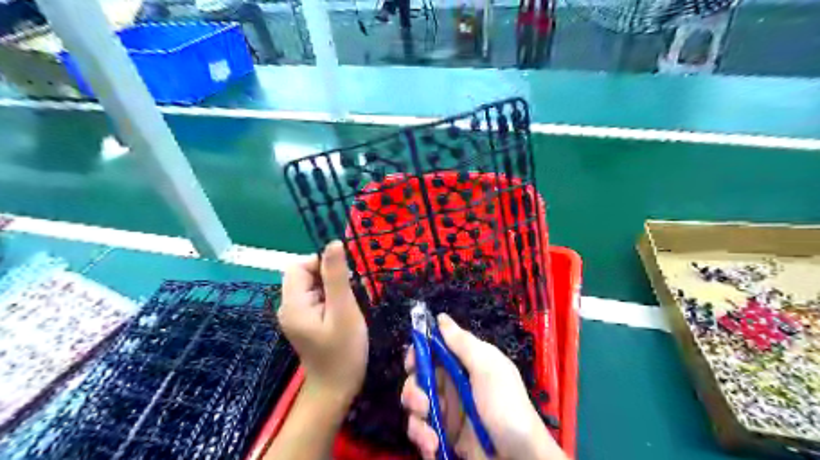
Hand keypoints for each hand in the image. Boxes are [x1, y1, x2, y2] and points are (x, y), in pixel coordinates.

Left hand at [279, 241, 367, 398]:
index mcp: (293, 304)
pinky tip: (344, 312)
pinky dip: (331, 299)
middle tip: (350, 294)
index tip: (344, 277)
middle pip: (304, 275)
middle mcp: (288, 307)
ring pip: (312, 286)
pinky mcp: (304, 322)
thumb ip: (337, 276)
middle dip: (329, 277)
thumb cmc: (343, 351)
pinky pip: (316, 298)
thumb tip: (333, 243)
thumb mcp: (344, 310)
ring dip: (333, 288)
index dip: (321, 264)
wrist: (336, 389)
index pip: (298, 266)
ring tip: (349, 305)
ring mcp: (295, 316)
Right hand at [400, 312, 568, 459]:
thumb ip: (462, 343)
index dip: (418, 353)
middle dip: (413, 391)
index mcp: (464, 364)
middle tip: (422, 403)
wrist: (520, 458)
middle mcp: (452, 385)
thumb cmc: (505, 405)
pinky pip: (422, 433)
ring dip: (417, 421)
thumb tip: (441, 317)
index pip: (432, 351)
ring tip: (431, 436)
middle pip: (418, 379)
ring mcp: (447, 412)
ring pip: (416, 407)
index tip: (411, 362)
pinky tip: (434, 447)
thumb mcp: (488, 368)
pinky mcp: (444, 436)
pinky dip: (423, 440)